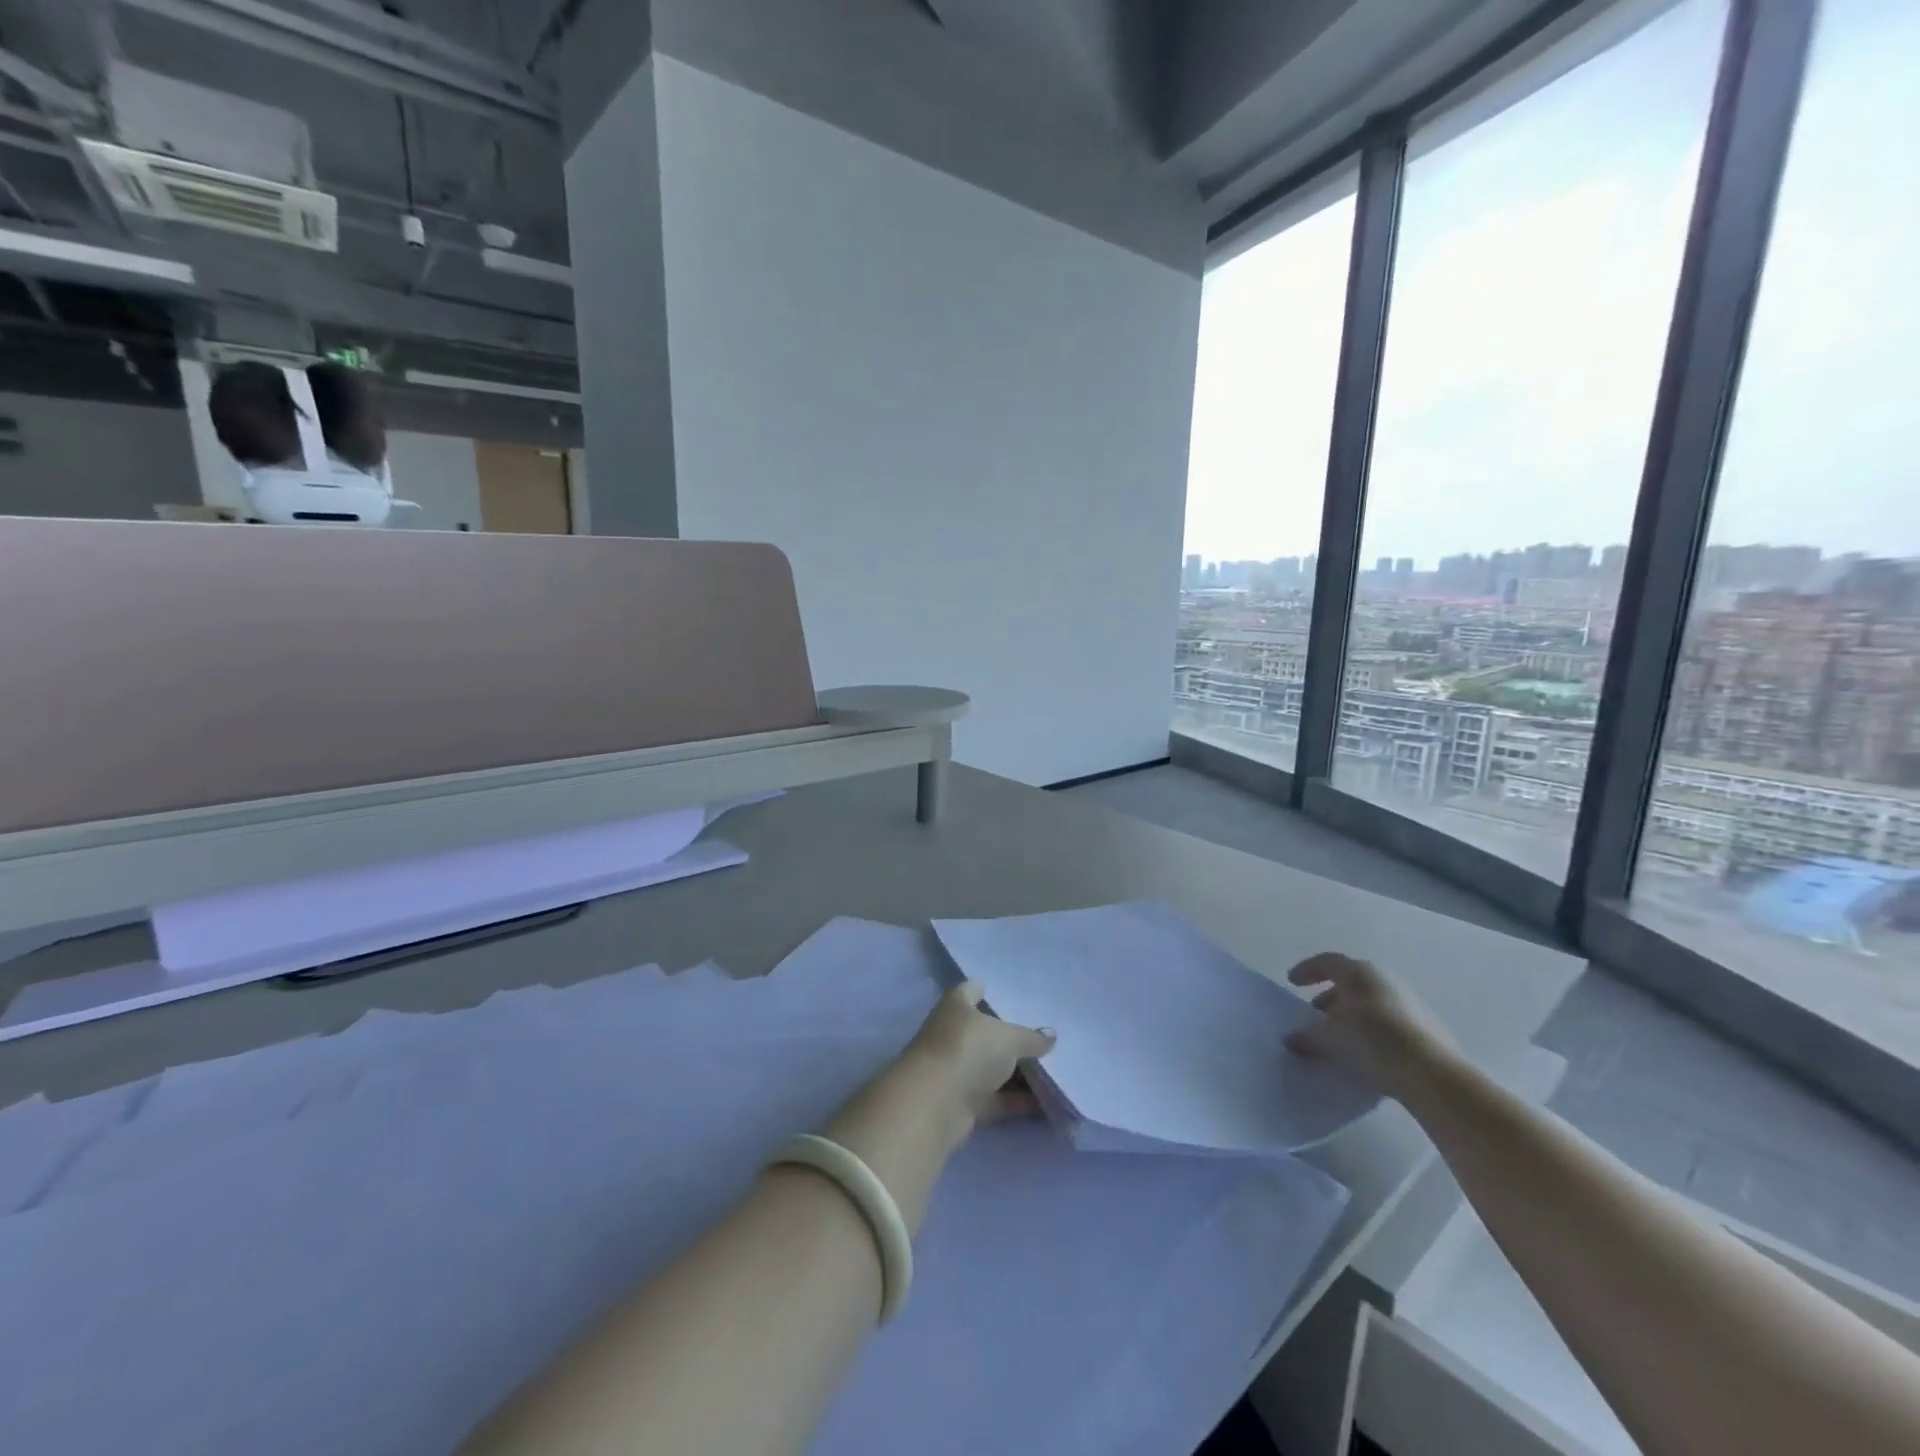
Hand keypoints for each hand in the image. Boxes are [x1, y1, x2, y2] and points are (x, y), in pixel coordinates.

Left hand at [817, 984, 1054, 1230]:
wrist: (935, 1103)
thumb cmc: (968, 1050)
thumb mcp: (1008, 1038)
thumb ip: (1031, 1037)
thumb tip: (1050, 1035)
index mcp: (956, 1006)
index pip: (971, 990)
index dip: (987, 990)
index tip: (1010, 994)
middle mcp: (951, 1034)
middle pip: (983, 1032)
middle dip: (1008, 1037)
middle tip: (1041, 1038)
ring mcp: (954, 1069)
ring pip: (990, 1067)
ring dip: (1014, 1073)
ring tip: (1051, 1071)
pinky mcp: (961, 1103)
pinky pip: (993, 1098)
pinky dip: (1014, 1100)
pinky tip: (1042, 1103)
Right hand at [1285, 953, 1453, 1100]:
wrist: (1431, 1072)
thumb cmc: (1370, 1040)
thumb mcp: (1329, 1039)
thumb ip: (1306, 1036)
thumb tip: (1290, 1039)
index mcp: (1358, 973)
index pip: (1326, 962)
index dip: (1307, 970)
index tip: (1292, 982)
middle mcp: (1384, 978)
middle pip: (1350, 981)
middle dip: (1330, 995)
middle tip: (1316, 1013)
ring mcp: (1409, 1000)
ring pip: (1371, 999)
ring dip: (1352, 1012)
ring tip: (1341, 1034)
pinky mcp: (1427, 1024)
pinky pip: (1390, 1018)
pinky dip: (1373, 1026)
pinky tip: (1368, 1048)